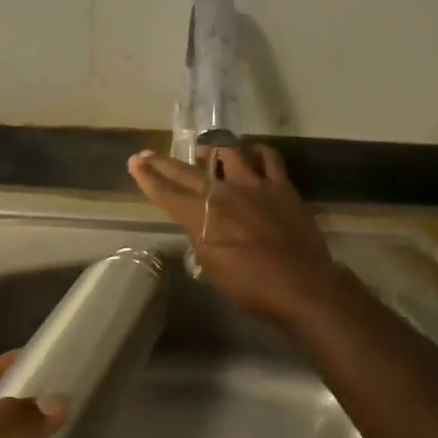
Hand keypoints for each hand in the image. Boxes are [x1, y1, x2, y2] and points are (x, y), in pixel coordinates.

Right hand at [128, 145, 349, 327]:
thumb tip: (199, 224)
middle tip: (148, 154)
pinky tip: (250, 152)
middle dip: (164, 163)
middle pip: (188, 172)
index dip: (148, 178)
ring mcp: (255, 185)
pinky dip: (256, 151)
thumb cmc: (253, 288)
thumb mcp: (213, 269)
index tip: (134, 163)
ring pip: (228, 152)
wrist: (302, 287)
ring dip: (211, 149)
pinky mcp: (281, 185)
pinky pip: (268, 157)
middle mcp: (225, 193)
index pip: (167, 193)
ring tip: (203, 150)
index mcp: (204, 217)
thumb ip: (201, 240)